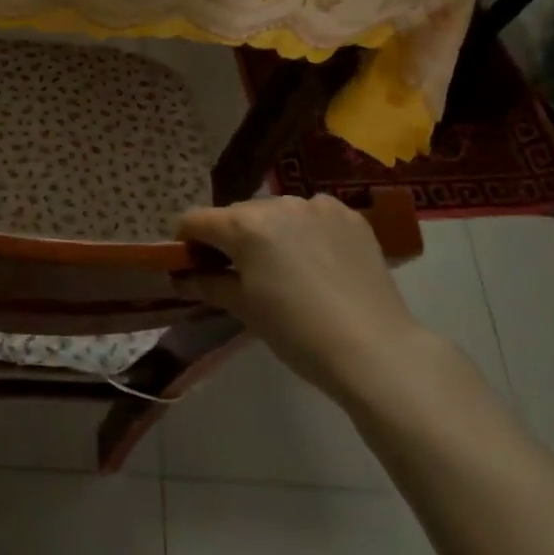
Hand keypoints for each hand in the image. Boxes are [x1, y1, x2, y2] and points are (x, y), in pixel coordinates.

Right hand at [175, 195, 422, 391]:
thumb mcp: (244, 309)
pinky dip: (305, 231)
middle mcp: (278, 204)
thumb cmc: (297, 332)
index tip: (191, 264)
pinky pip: (312, 215)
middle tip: (239, 273)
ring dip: (268, 232)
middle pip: (236, 214)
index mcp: (245, 225)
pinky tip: (317, 261)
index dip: (186, 241)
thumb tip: (178, 278)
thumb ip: (207, 284)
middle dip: (230, 238)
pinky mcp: (349, 216)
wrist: (375, 349)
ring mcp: (317, 206)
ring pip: (276, 212)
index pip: (196, 220)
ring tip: (283, 268)